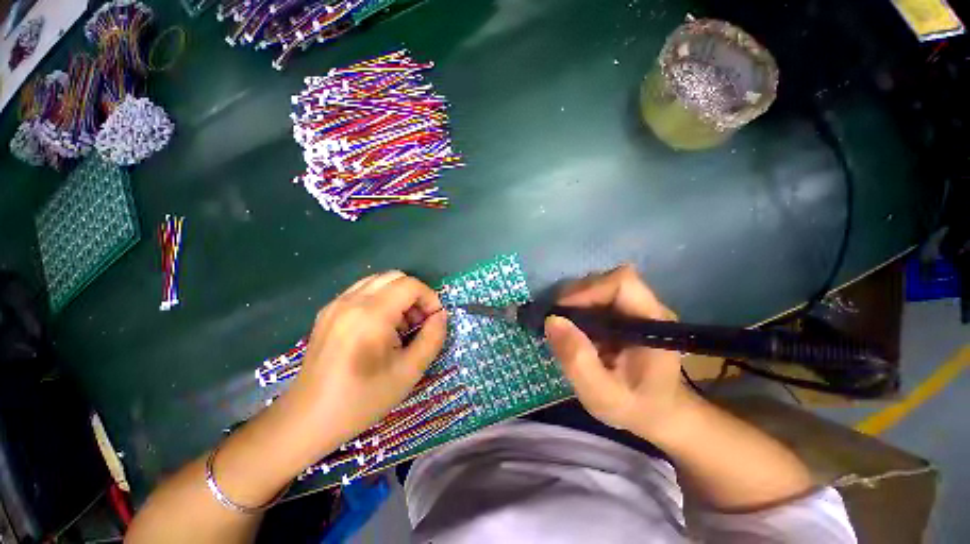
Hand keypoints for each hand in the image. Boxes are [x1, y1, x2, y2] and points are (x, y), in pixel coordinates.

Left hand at [284, 271, 447, 450]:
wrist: (307, 419)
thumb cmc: (362, 399)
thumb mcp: (409, 372)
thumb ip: (433, 338)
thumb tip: (440, 316)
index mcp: (371, 315)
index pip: (410, 285)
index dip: (430, 299)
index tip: (433, 321)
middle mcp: (351, 301)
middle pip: (395, 277)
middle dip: (415, 295)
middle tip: (419, 323)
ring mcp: (336, 304)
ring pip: (379, 281)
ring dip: (398, 296)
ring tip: (401, 326)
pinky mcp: (328, 311)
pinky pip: (363, 291)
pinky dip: (381, 299)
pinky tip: (380, 327)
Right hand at [544, 265, 690, 439]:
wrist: (660, 413)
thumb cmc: (637, 407)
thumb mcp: (603, 396)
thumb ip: (578, 361)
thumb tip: (551, 320)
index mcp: (652, 322)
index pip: (621, 282)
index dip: (588, 289)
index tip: (563, 312)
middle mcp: (646, 306)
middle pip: (605, 281)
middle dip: (575, 297)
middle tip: (557, 322)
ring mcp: (635, 307)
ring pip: (597, 286)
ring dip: (574, 302)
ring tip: (563, 327)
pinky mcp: (624, 311)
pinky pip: (595, 297)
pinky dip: (577, 308)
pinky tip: (573, 329)